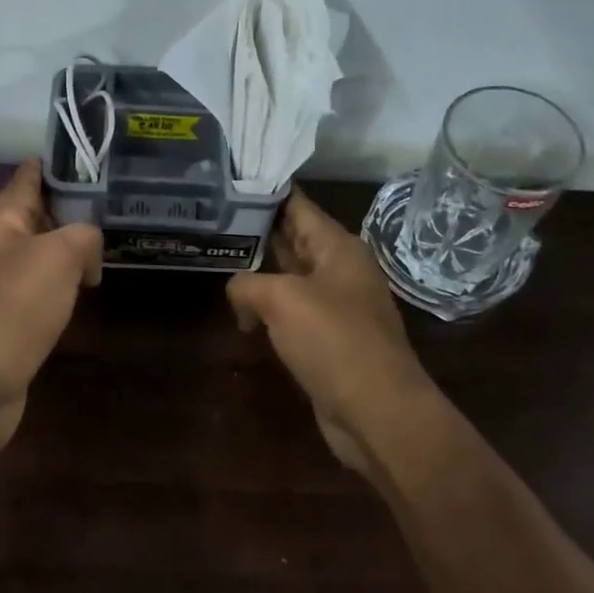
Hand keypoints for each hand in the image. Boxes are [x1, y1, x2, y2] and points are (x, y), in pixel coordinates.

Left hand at [0, 159, 102, 456]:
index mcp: (0, 226)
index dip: (50, 163)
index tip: (78, 151)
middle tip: (107, 201)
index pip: (26, 180)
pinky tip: (81, 293)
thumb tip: (88, 253)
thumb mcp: (57, 256)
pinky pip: (39, 296)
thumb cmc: (11, 308)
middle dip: (66, 209)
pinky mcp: (6, 329)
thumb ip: (82, 237)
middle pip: (34, 220)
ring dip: (65, 252)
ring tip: (102, 246)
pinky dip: (61, 289)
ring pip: (38, 260)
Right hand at [227, 190, 438, 474]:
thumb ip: (248, 284)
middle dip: (259, 230)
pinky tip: (241, 311)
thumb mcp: (282, 300)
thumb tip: (238, 293)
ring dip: (261, 271)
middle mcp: (339, 270)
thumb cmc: (334, 341)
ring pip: (291, 277)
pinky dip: (268, 307)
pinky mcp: (328, 338)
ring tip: (220, 258)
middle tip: (216, 217)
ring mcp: (335, 305)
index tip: (232, 182)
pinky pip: (292, 311)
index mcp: (338, 248)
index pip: (298, 206)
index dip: (267, 192)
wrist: (376, 410)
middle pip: (294, 239)